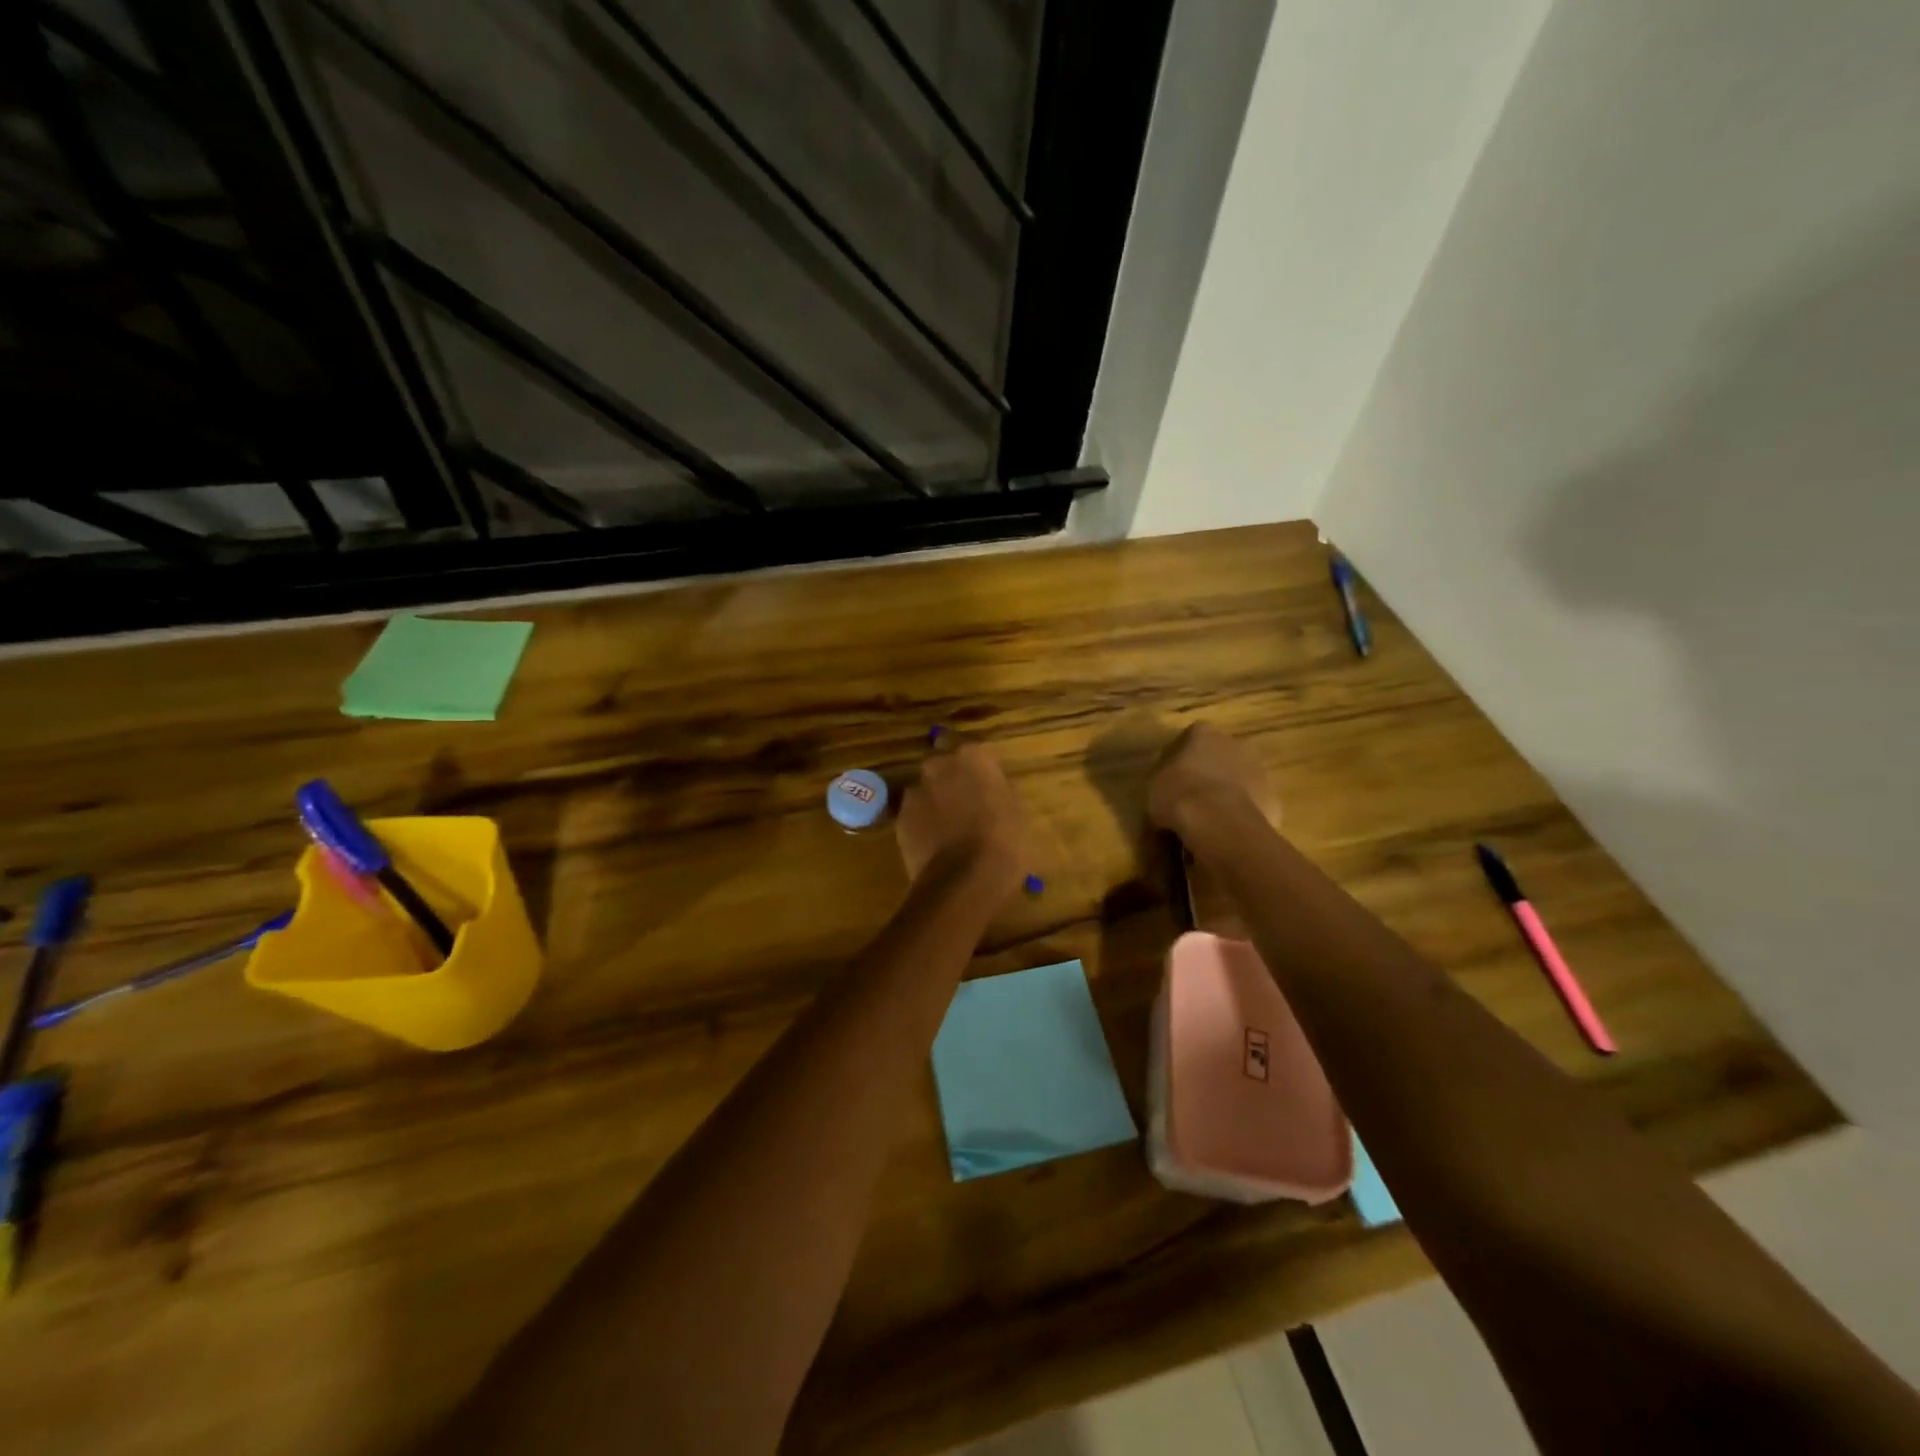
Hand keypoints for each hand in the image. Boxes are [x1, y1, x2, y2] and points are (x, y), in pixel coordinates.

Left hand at [896, 741, 1026, 900]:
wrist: (964, 880)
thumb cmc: (1004, 842)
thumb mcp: (1016, 811)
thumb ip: (998, 791)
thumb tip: (990, 791)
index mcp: (973, 757)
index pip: (971, 750)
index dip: (975, 769)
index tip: (982, 784)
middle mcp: (939, 765)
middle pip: (942, 766)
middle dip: (949, 781)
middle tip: (964, 806)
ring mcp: (915, 791)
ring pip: (925, 791)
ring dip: (934, 803)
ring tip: (948, 831)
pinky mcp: (900, 818)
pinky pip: (913, 815)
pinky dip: (921, 825)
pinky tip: (935, 846)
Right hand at [1147, 723, 1278, 836]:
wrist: (1220, 824)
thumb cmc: (1179, 795)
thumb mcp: (1155, 785)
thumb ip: (1164, 778)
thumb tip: (1168, 785)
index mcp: (1203, 734)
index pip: (1191, 737)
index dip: (1180, 757)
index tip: (1171, 777)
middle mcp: (1235, 743)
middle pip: (1221, 755)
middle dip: (1209, 772)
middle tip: (1192, 797)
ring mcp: (1259, 770)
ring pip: (1239, 779)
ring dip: (1227, 793)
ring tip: (1209, 820)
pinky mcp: (1273, 798)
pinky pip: (1252, 804)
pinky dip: (1241, 815)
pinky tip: (1227, 832)